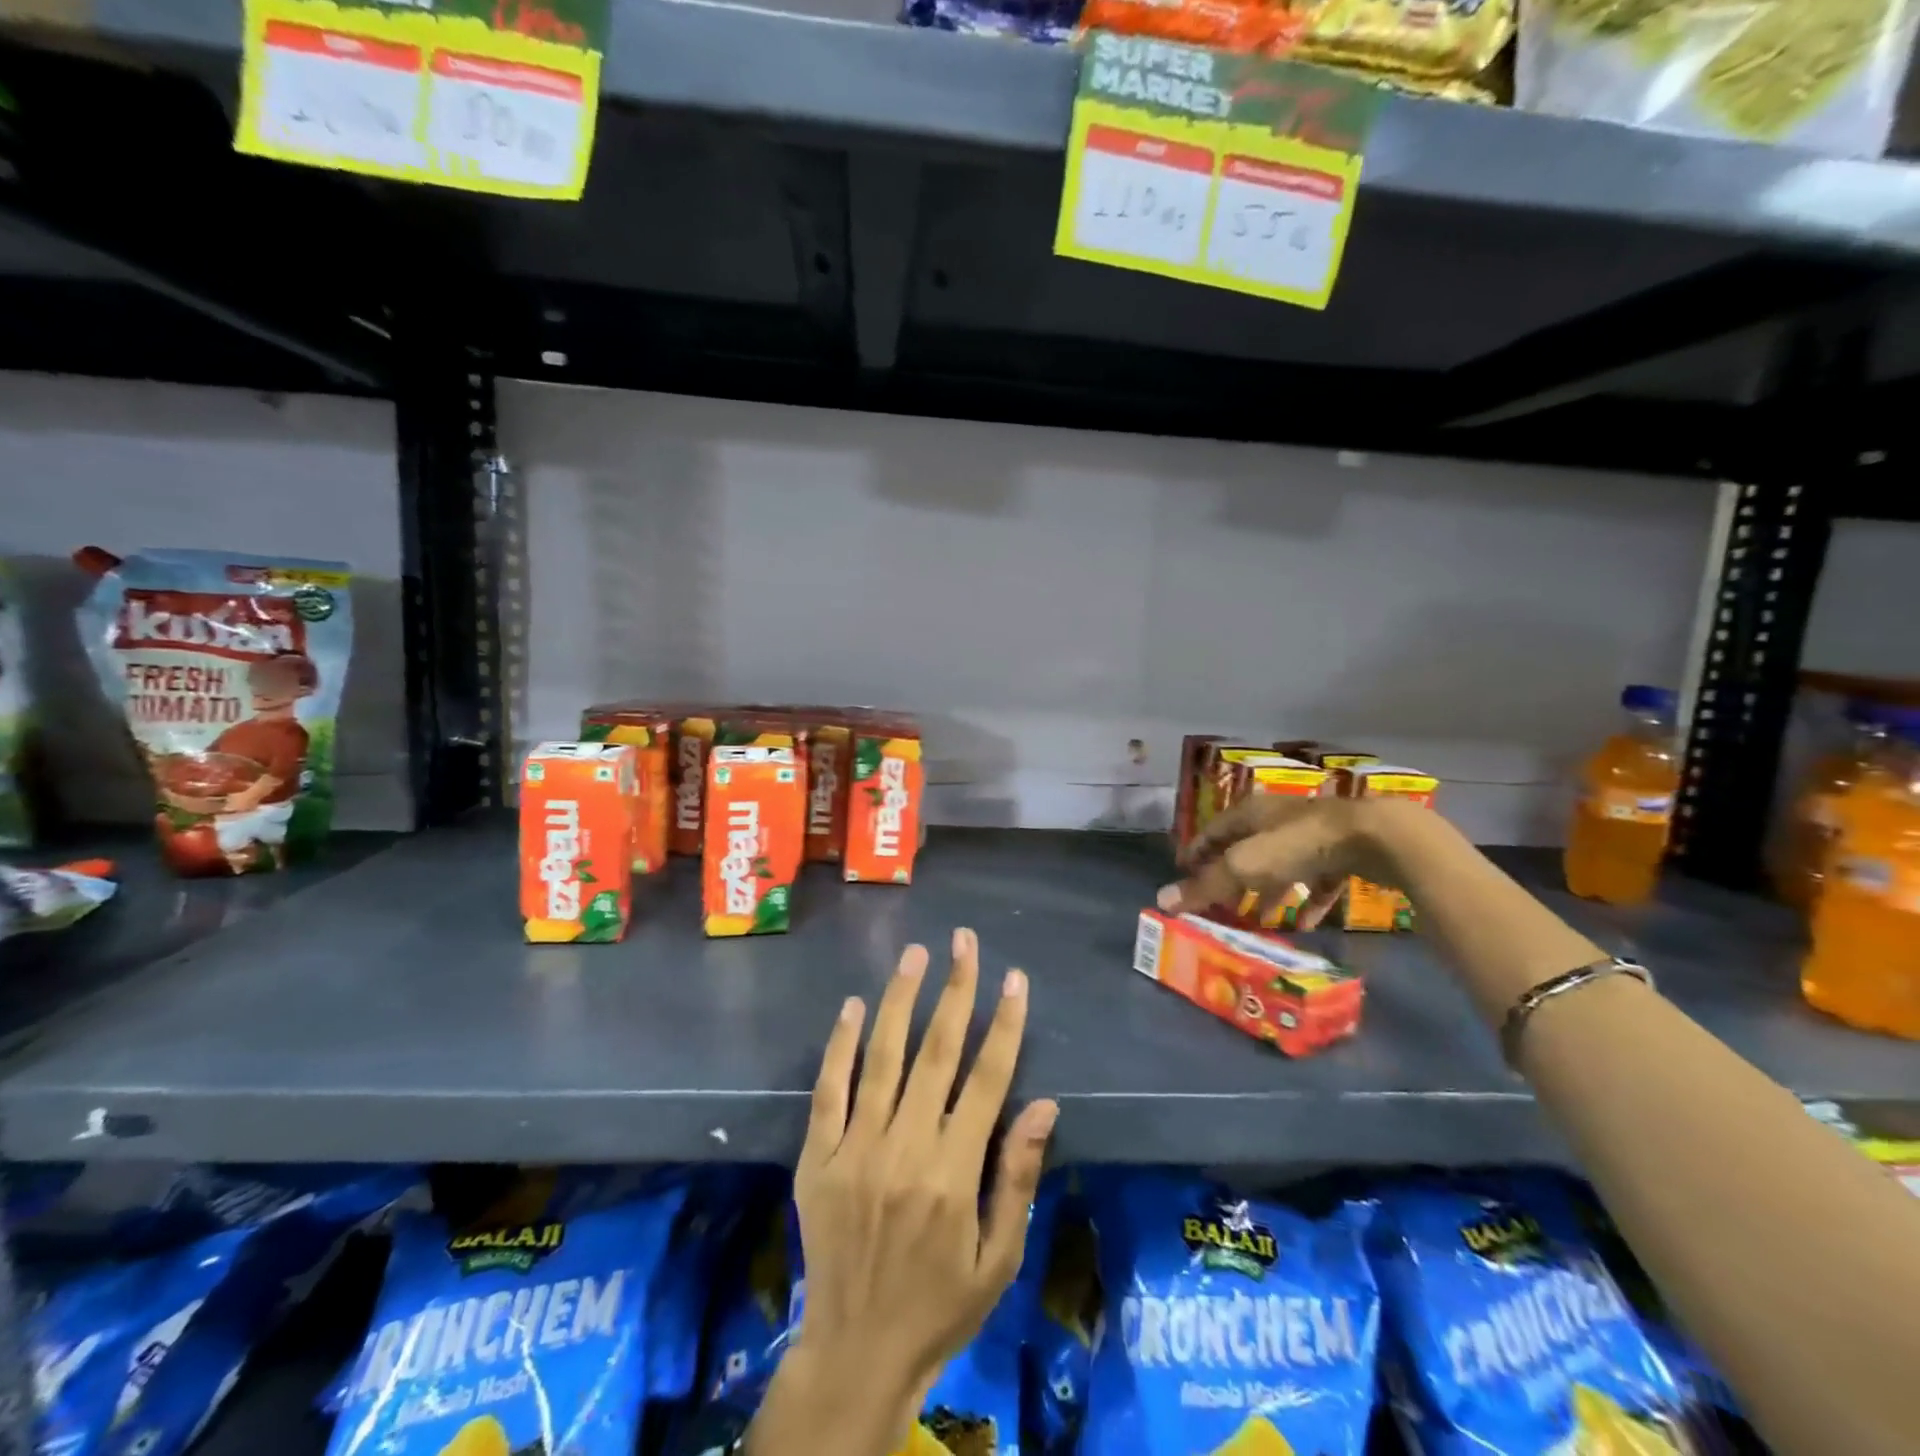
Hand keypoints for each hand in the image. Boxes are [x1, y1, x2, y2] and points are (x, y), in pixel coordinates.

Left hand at [786, 929, 1056, 1434]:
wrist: (856, 1351)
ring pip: (881, 1057)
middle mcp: (905, 1147)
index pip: (987, 1079)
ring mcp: (856, 1148)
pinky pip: (828, 1090)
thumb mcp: (998, 1259)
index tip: (1014, 979)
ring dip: (900, 1000)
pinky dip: (840, 1044)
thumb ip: (1017, 1177)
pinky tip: (852, 1005)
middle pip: (937, 1052)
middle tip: (964, 941)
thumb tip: (1045, 1104)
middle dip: (955, 990)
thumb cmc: (940, 1305)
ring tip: (915, 954)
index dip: (1004, 1024)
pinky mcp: (818, 1157)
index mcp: (954, 1172)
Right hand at [1159, 795, 1406, 928]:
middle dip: (1232, 876)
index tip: (1183, 873)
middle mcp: (1278, 819)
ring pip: (1282, 865)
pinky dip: (1308, 900)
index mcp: (1250, 813)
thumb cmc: (1297, 845)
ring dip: (1269, 891)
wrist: (1375, 838)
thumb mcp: (1243, 867)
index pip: (1213, 830)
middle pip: (1246, 848)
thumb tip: (1161, 900)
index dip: (1196, 851)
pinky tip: (1305, 924)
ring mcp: (1313, 835)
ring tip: (1259, 919)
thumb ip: (1206, 885)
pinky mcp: (1343, 852)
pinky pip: (1318, 879)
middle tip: (1219, 902)